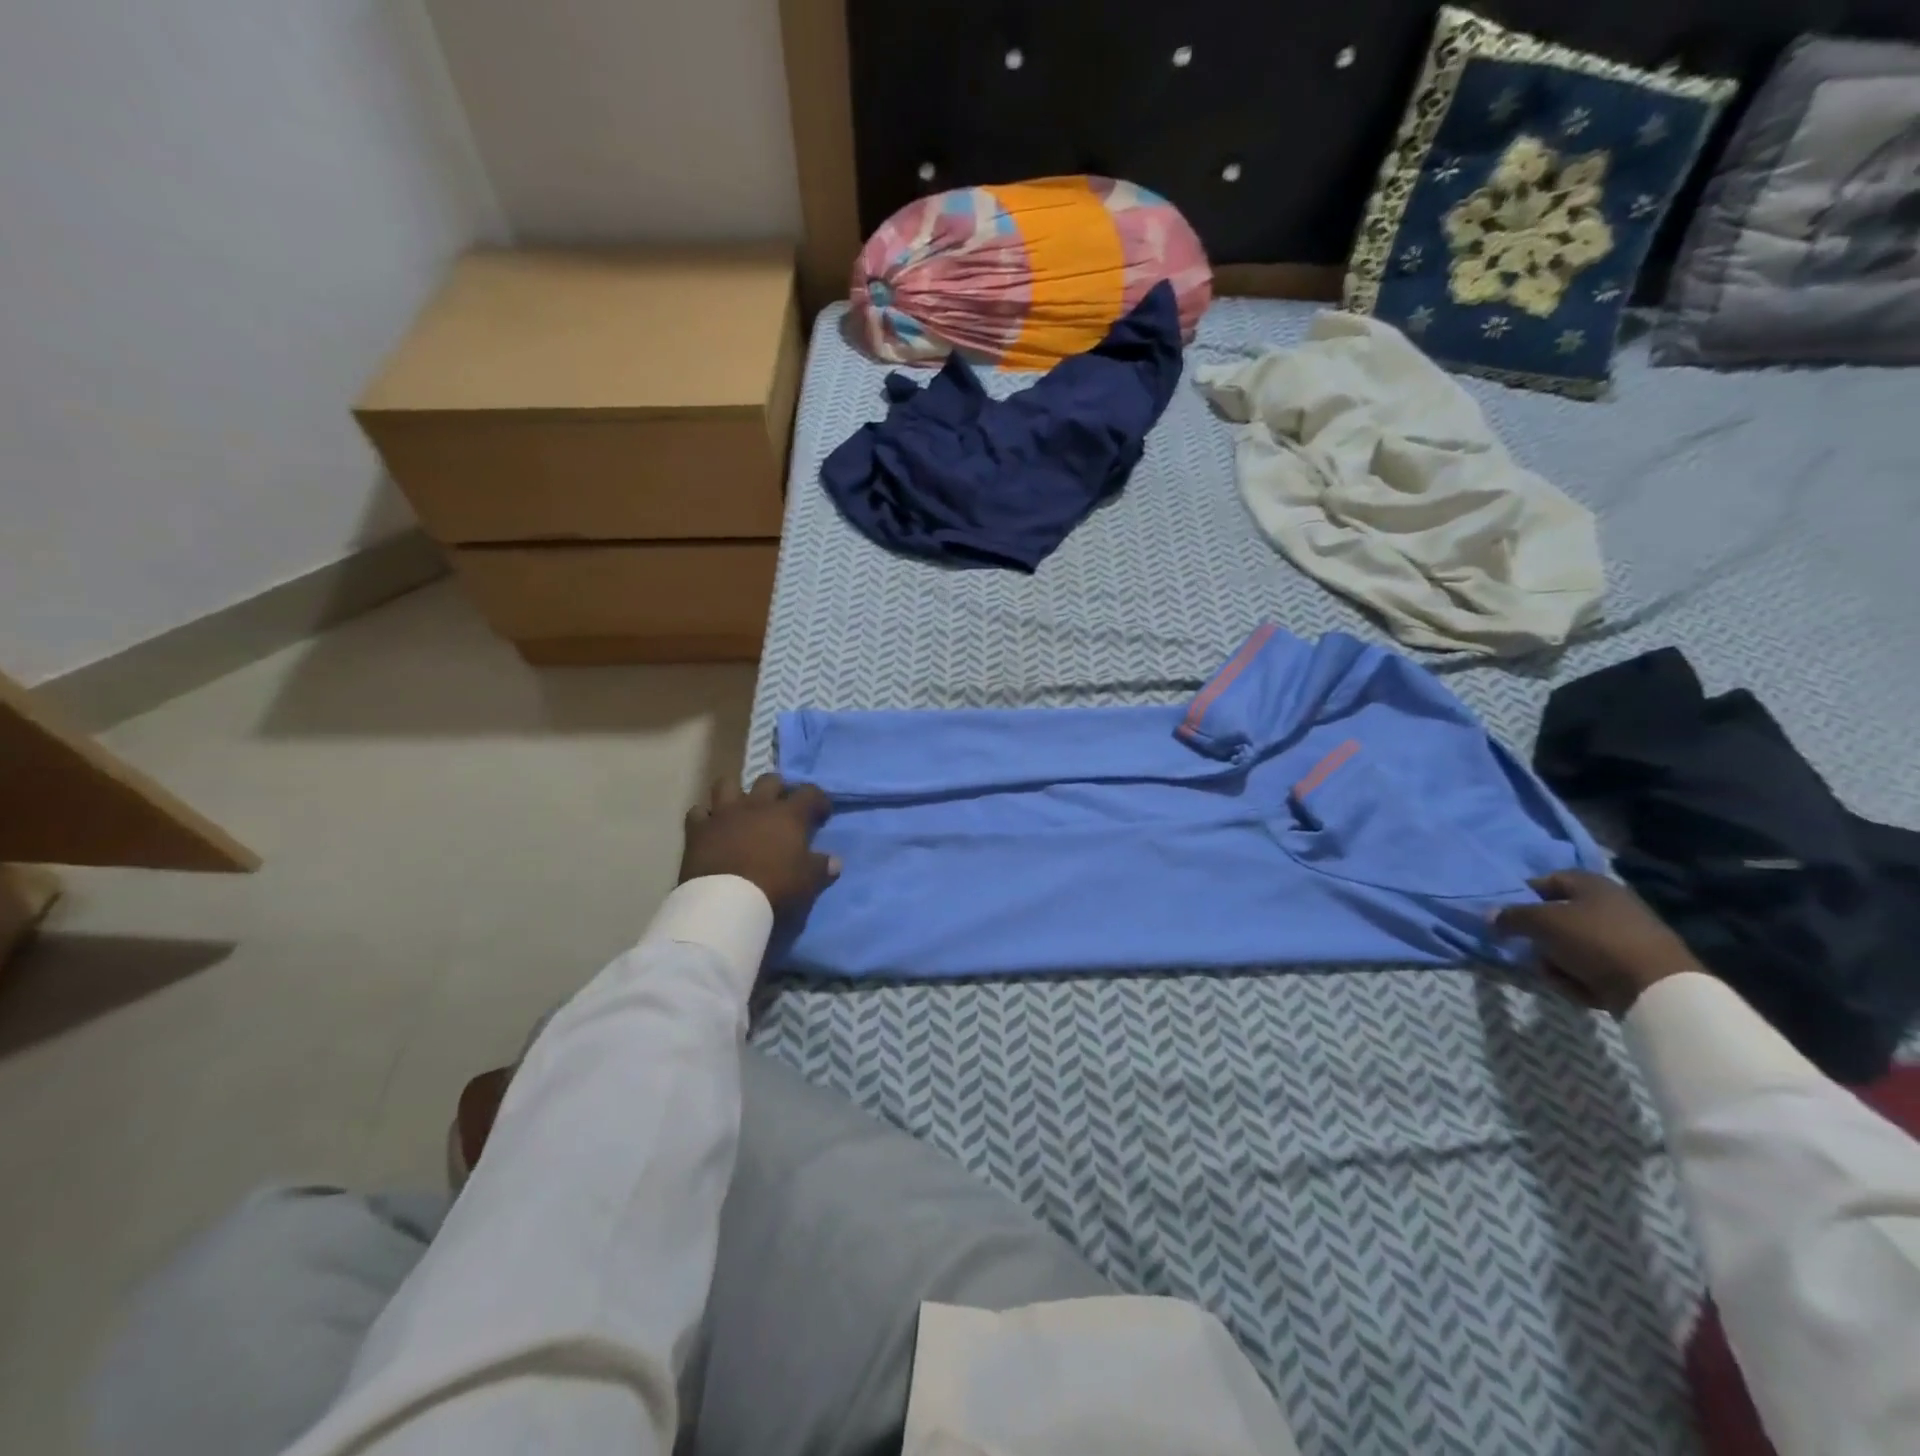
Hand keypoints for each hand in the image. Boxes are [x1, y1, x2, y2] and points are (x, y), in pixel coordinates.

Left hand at [680, 774, 837, 915]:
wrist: (726, 901)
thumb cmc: (775, 886)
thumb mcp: (808, 880)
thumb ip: (822, 867)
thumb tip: (835, 862)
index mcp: (788, 814)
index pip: (810, 793)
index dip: (818, 800)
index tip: (821, 814)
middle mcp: (757, 805)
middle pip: (769, 780)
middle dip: (777, 789)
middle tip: (780, 807)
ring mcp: (724, 814)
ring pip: (727, 784)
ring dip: (736, 792)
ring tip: (741, 807)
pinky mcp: (698, 829)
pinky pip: (698, 812)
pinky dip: (705, 817)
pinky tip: (710, 827)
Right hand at [1493, 871, 1706, 1015]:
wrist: (1659, 989)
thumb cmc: (1595, 941)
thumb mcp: (1542, 922)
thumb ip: (1510, 917)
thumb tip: (1489, 916)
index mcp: (1592, 884)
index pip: (1546, 881)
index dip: (1523, 897)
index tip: (1507, 918)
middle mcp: (1610, 904)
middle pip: (1556, 919)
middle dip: (1540, 939)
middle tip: (1531, 952)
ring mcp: (1625, 937)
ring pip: (1570, 946)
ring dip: (1556, 962)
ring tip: (1558, 976)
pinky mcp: (1634, 966)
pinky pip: (1592, 967)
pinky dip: (1581, 978)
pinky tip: (1582, 989)